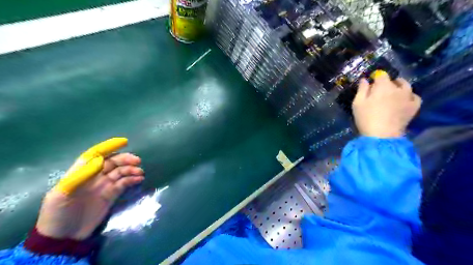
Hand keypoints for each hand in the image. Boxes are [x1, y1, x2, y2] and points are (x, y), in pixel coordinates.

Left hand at [36, 151, 144, 240]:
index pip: (96, 155)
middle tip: (137, 161)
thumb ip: (79, 176)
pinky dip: (132, 180)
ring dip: (131, 169)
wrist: (64, 237)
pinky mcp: (112, 194)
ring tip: (140, 172)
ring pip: (121, 172)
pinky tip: (138, 179)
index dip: (109, 147)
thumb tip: (99, 161)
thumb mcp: (61, 194)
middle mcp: (95, 176)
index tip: (124, 142)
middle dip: (125, 159)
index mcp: (81, 172)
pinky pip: (124, 183)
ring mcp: (105, 185)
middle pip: (112, 162)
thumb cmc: (57, 213)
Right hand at [352, 71, 422, 137]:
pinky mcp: (414, 107)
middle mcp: (398, 88)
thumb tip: (365, 80)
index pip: (381, 75)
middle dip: (387, 82)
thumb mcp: (357, 103)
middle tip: (379, 90)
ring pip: (406, 86)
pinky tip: (404, 100)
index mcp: (383, 86)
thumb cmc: (366, 118)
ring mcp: (409, 97)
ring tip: (393, 93)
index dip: (375, 77)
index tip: (370, 83)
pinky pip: (415, 97)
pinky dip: (410, 96)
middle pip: (394, 80)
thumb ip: (361, 89)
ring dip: (399, 87)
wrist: (381, 135)